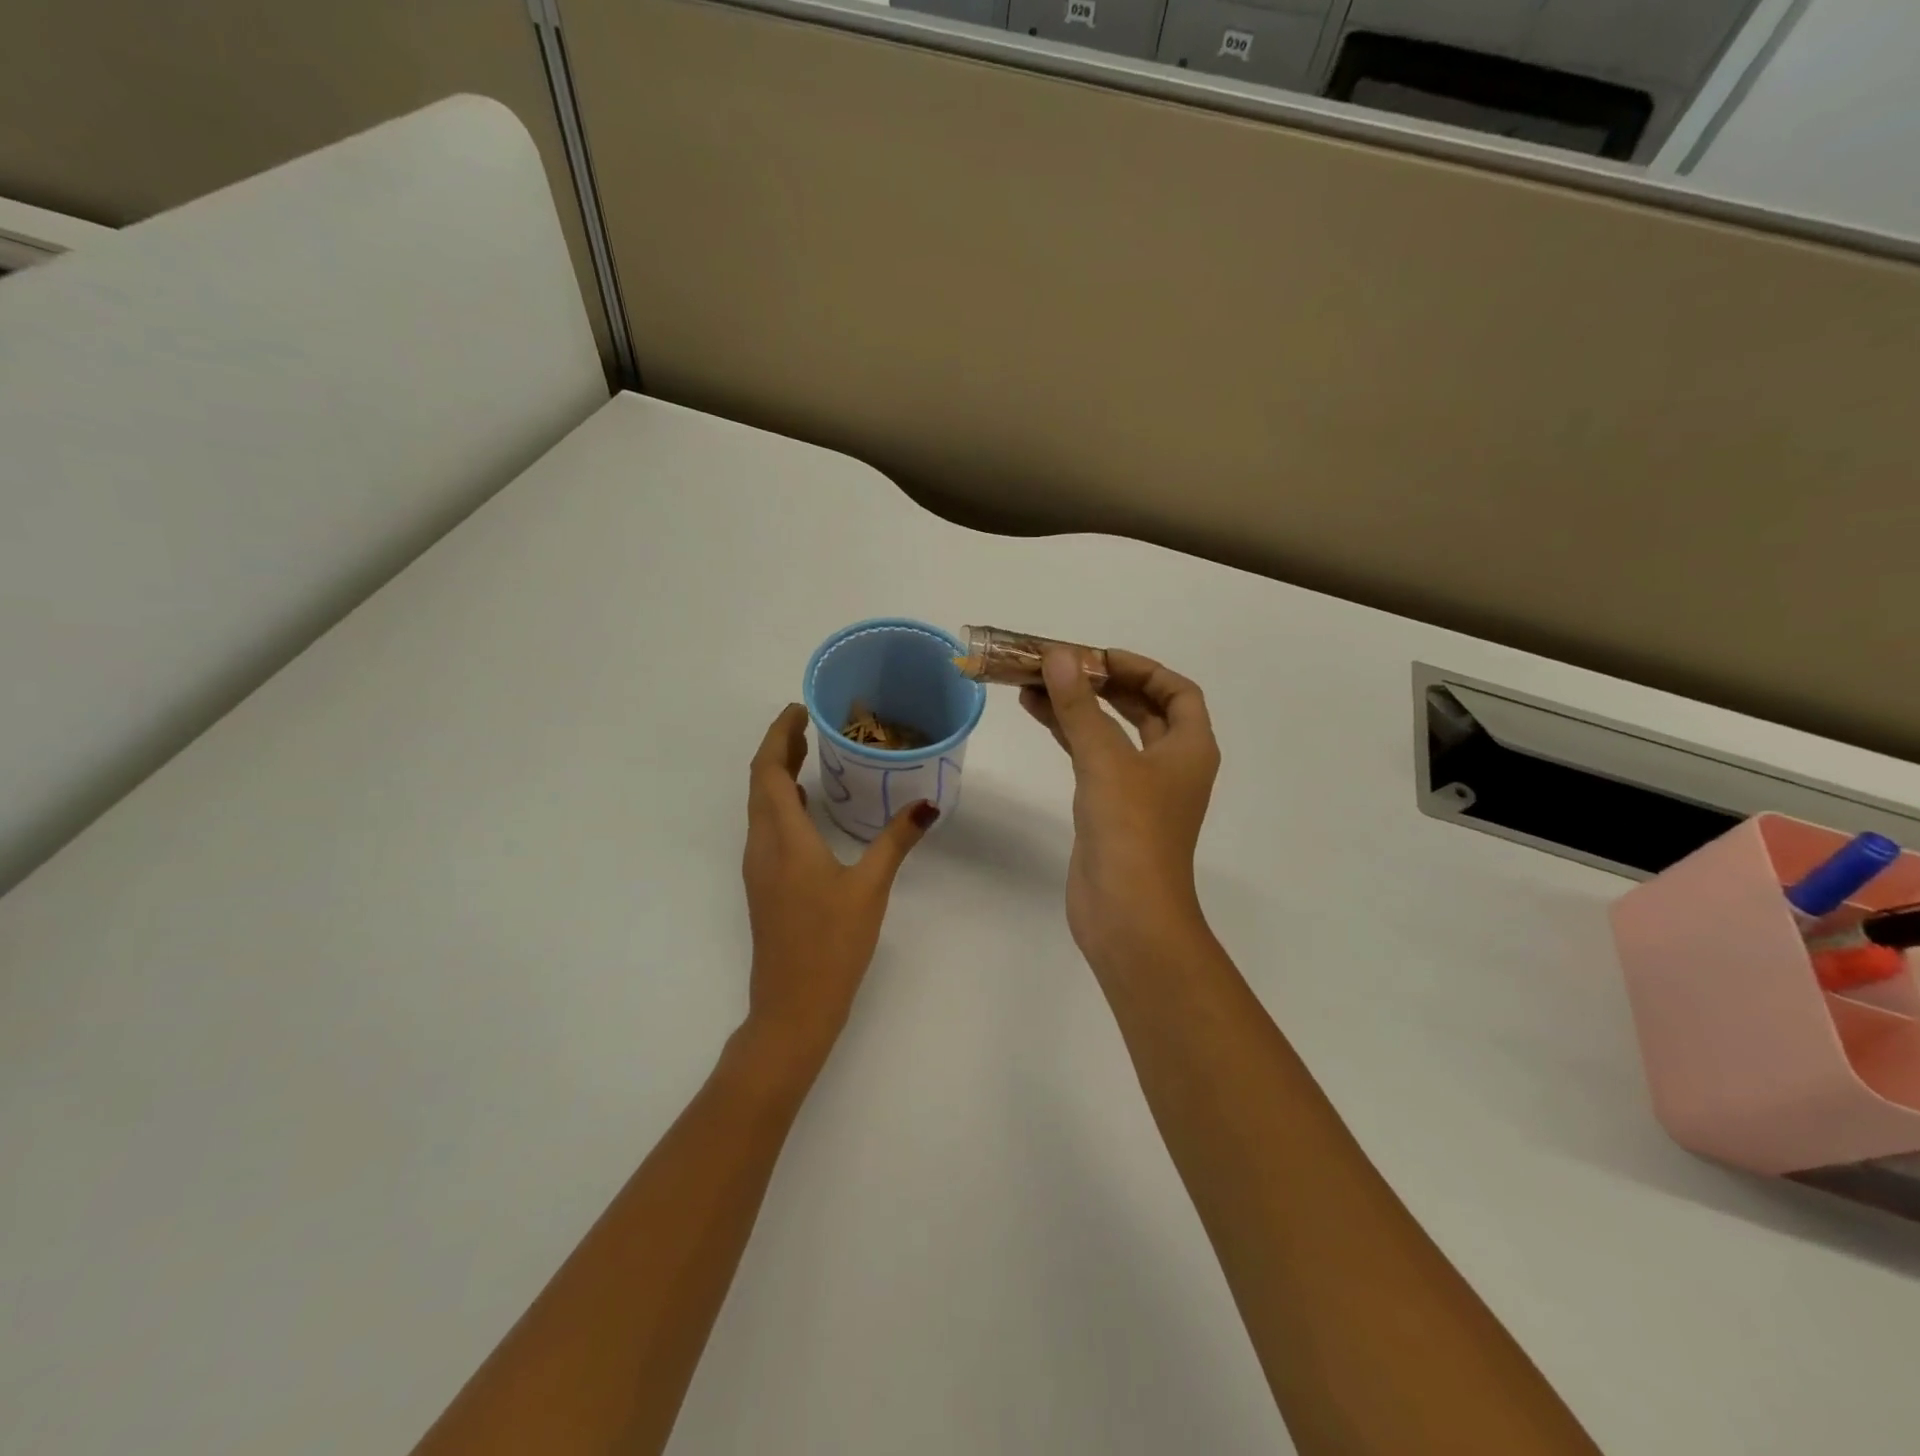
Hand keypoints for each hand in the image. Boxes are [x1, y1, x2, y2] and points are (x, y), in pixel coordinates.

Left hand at [741, 704, 936, 1066]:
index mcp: (783, 839)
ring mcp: (758, 868)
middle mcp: (762, 846)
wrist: (793, 1006)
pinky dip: (781, 803)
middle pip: (759, 783)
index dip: (779, 735)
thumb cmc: (831, 944)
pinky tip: (807, 806)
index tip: (800, 709)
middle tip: (809, 723)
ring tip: (810, 754)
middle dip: (779, 748)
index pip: (768, 771)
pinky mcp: (764, 885)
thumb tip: (926, 805)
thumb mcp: (870, 887)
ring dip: (777, 774)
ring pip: (760, 806)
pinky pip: (766, 827)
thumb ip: (896, 840)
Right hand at [1021, 648, 1219, 973]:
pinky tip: (1039, 716)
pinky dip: (1070, 736)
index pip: (1177, 692)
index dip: (1142, 668)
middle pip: (1142, 709)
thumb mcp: (1105, 759)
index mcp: (1189, 748)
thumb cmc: (1130, 829)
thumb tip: (1059, 655)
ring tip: (1035, 684)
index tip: (1099, 657)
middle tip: (1061, 666)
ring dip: (1080, 708)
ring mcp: (1141, 790)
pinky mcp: (1112, 811)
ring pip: (1112, 734)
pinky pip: (1093, 759)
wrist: (1127, 914)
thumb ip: (1080, 705)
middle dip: (1103, 684)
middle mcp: (1171, 765)